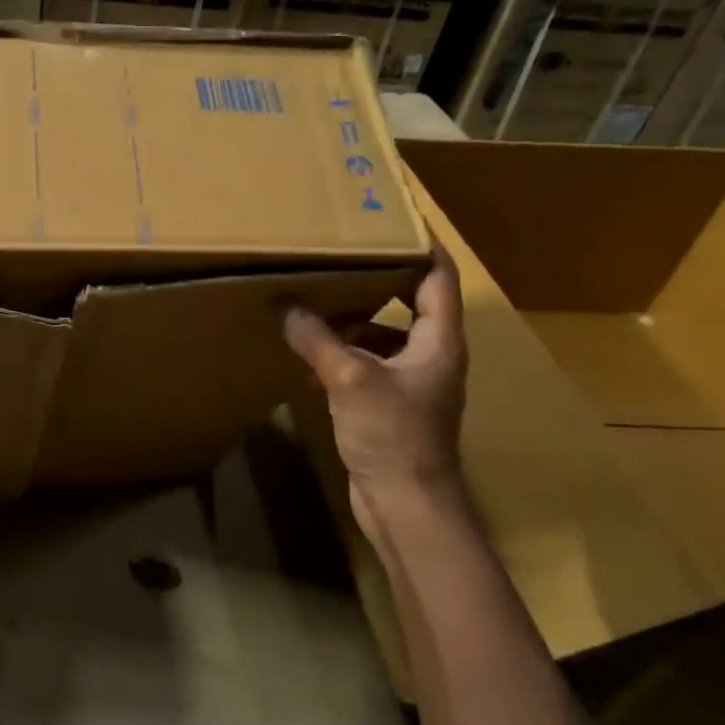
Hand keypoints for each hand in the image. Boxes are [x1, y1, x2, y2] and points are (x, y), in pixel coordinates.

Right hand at [284, 243, 467, 543]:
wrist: (407, 505)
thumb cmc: (393, 435)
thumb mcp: (350, 379)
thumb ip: (317, 340)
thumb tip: (286, 307)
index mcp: (439, 341)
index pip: (438, 278)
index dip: (422, 245)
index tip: (394, 218)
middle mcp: (430, 356)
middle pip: (410, 303)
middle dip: (378, 278)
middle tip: (340, 254)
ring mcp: (410, 383)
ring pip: (382, 336)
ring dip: (352, 319)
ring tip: (313, 299)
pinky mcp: (388, 407)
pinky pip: (364, 365)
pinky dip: (339, 354)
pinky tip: (306, 353)